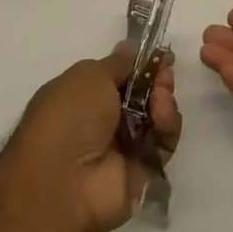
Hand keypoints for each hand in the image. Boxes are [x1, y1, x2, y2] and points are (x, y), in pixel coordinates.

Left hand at [12, 43, 181, 231]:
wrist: (65, 182)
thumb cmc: (70, 117)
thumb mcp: (89, 75)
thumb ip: (118, 63)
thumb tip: (129, 49)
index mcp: (81, 95)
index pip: (118, 76)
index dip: (140, 64)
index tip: (160, 55)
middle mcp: (101, 120)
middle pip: (142, 94)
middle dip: (156, 80)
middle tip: (164, 74)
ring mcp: (122, 147)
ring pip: (156, 116)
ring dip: (163, 101)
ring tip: (160, 99)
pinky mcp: (143, 169)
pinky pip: (164, 142)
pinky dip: (167, 127)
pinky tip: (161, 118)